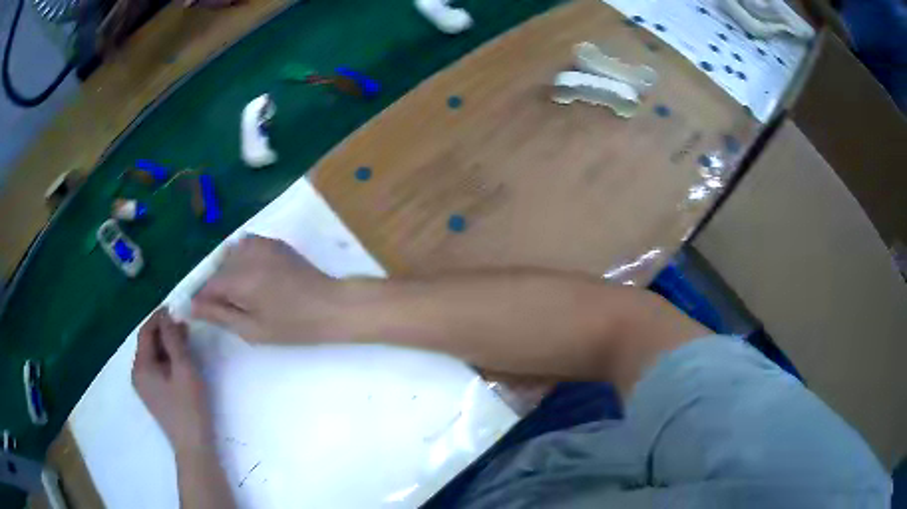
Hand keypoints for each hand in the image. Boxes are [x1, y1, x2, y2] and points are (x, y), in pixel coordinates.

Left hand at [133, 308, 212, 452]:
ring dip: (166, 344)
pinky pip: (156, 367)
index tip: (175, 307)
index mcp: (141, 366)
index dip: (158, 317)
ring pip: (152, 355)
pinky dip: (166, 358)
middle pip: (147, 343)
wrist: (192, 445)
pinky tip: (180, 360)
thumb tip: (167, 315)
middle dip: (164, 331)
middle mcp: (137, 373)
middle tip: (185, 325)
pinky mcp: (152, 394)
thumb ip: (174, 340)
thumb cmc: (189, 407)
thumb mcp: (184, 370)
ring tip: (185, 340)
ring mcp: (144, 385)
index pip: (145, 332)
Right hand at [191, 235, 345, 342]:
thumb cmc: (293, 325)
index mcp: (239, 278)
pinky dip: (240, 261)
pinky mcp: (271, 241)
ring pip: (227, 256)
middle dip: (214, 287)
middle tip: (227, 308)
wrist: (331, 305)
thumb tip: (189, 307)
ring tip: (241, 295)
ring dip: (226, 272)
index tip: (200, 313)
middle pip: (215, 268)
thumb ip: (218, 315)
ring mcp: (260, 243)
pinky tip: (253, 278)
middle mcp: (245, 253)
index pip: (205, 285)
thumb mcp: (252, 329)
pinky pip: (243, 247)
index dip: (200, 300)